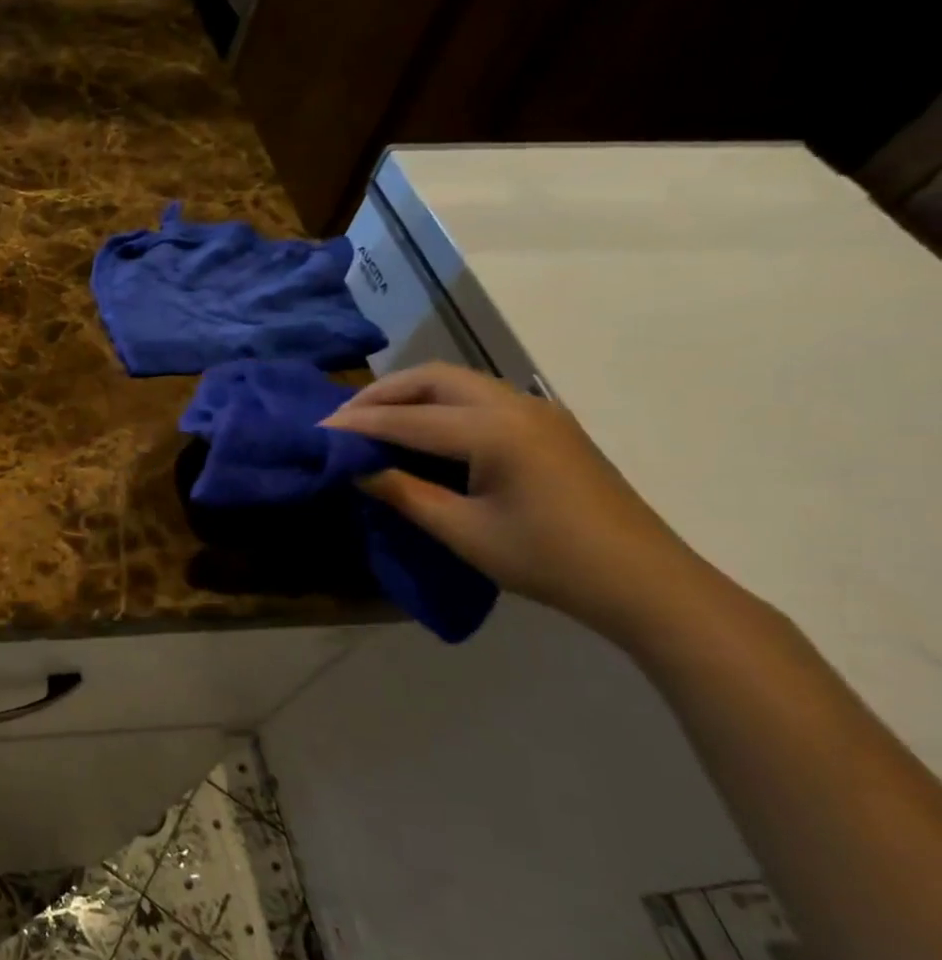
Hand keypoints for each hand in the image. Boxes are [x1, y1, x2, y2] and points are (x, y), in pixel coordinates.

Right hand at [323, 363, 700, 637]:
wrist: (644, 581)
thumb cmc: (548, 560)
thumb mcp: (463, 532)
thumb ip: (404, 492)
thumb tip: (356, 469)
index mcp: (495, 431)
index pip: (407, 419)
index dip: (357, 424)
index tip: (316, 429)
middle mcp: (515, 405)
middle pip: (432, 378)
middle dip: (381, 394)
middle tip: (343, 419)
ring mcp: (536, 411)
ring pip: (457, 381)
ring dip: (410, 394)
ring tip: (374, 421)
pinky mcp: (547, 425)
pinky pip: (479, 395)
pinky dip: (439, 402)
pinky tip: (422, 430)